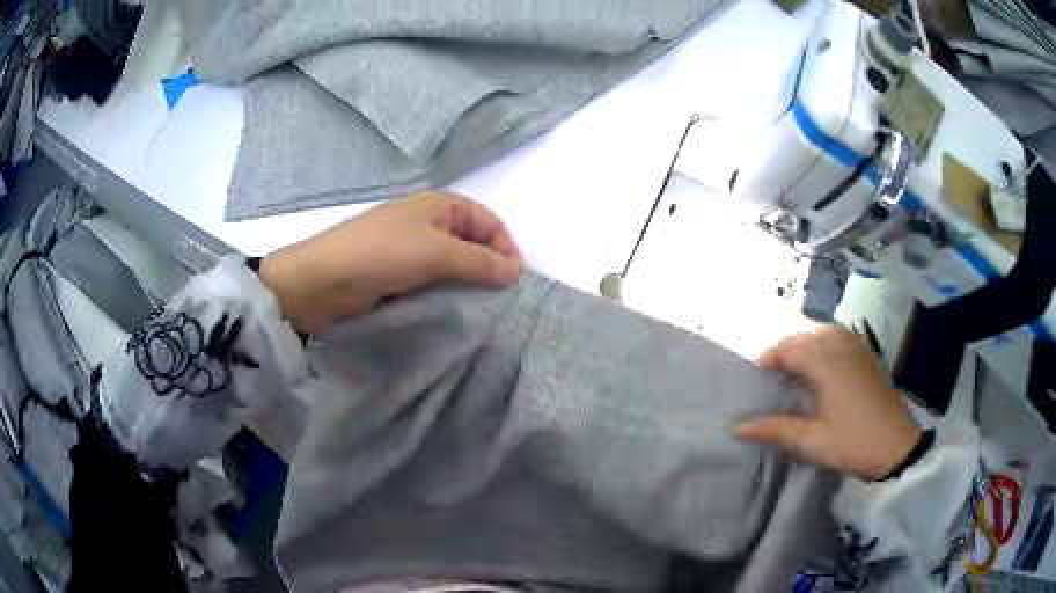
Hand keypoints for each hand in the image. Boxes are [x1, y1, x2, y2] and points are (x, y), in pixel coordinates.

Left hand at [259, 192, 522, 333]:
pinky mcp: (399, 275)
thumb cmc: (382, 253)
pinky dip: (447, 294)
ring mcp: (412, 250)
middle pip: (473, 244)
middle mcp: (430, 224)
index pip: (489, 223)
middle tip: (500, 302)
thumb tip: (517, 272)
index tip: (514, 283)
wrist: (323, 280)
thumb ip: (480, 262)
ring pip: (454, 266)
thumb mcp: (437, 252)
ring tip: (480, 311)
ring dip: (468, 285)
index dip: (505, 248)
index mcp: (441, 206)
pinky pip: (434, 282)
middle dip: (489, 269)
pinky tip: (454, 313)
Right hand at [735, 325, 921, 479]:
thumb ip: (776, 430)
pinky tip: (824, 364)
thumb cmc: (855, 444)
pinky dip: (824, 343)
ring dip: (806, 344)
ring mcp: (858, 348)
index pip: (789, 348)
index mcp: (827, 364)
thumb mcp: (813, 443)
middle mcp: (842, 346)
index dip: (769, 358)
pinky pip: (840, 336)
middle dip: (785, 350)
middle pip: (805, 335)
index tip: (756, 377)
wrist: (899, 446)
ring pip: (823, 331)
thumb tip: (738, 427)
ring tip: (796, 369)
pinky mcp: (868, 355)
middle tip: (773, 377)